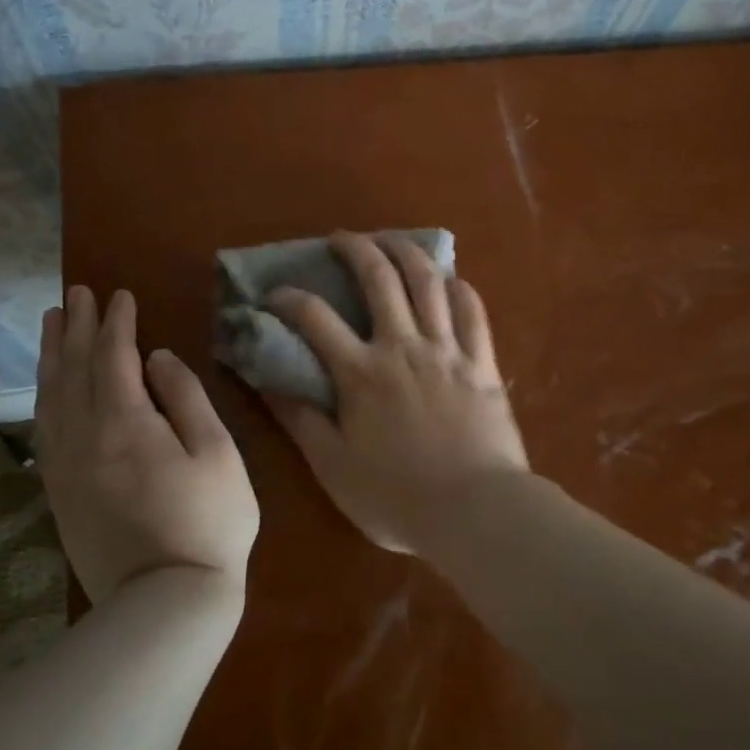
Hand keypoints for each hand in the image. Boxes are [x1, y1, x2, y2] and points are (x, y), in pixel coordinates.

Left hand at [36, 287, 258, 603]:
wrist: (165, 602)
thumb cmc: (208, 522)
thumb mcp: (217, 453)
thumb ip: (186, 398)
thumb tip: (157, 359)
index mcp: (124, 422)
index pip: (114, 356)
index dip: (117, 322)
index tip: (120, 295)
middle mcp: (83, 437)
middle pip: (74, 368)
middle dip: (77, 326)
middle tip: (76, 293)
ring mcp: (65, 467)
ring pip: (50, 396)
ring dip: (52, 355)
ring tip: (53, 324)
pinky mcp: (59, 493)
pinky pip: (43, 430)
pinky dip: (44, 397)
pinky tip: (47, 388)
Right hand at [264, 232, 528, 552]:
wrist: (476, 511)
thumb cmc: (398, 497)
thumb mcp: (333, 467)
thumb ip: (300, 421)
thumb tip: (266, 383)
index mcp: (362, 373)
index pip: (314, 318)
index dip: (288, 298)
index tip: (274, 294)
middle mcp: (403, 347)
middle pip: (379, 279)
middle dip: (356, 248)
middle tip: (341, 237)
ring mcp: (447, 350)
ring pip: (428, 283)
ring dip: (407, 252)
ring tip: (392, 241)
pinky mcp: (483, 362)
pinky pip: (473, 311)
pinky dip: (459, 288)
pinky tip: (450, 279)